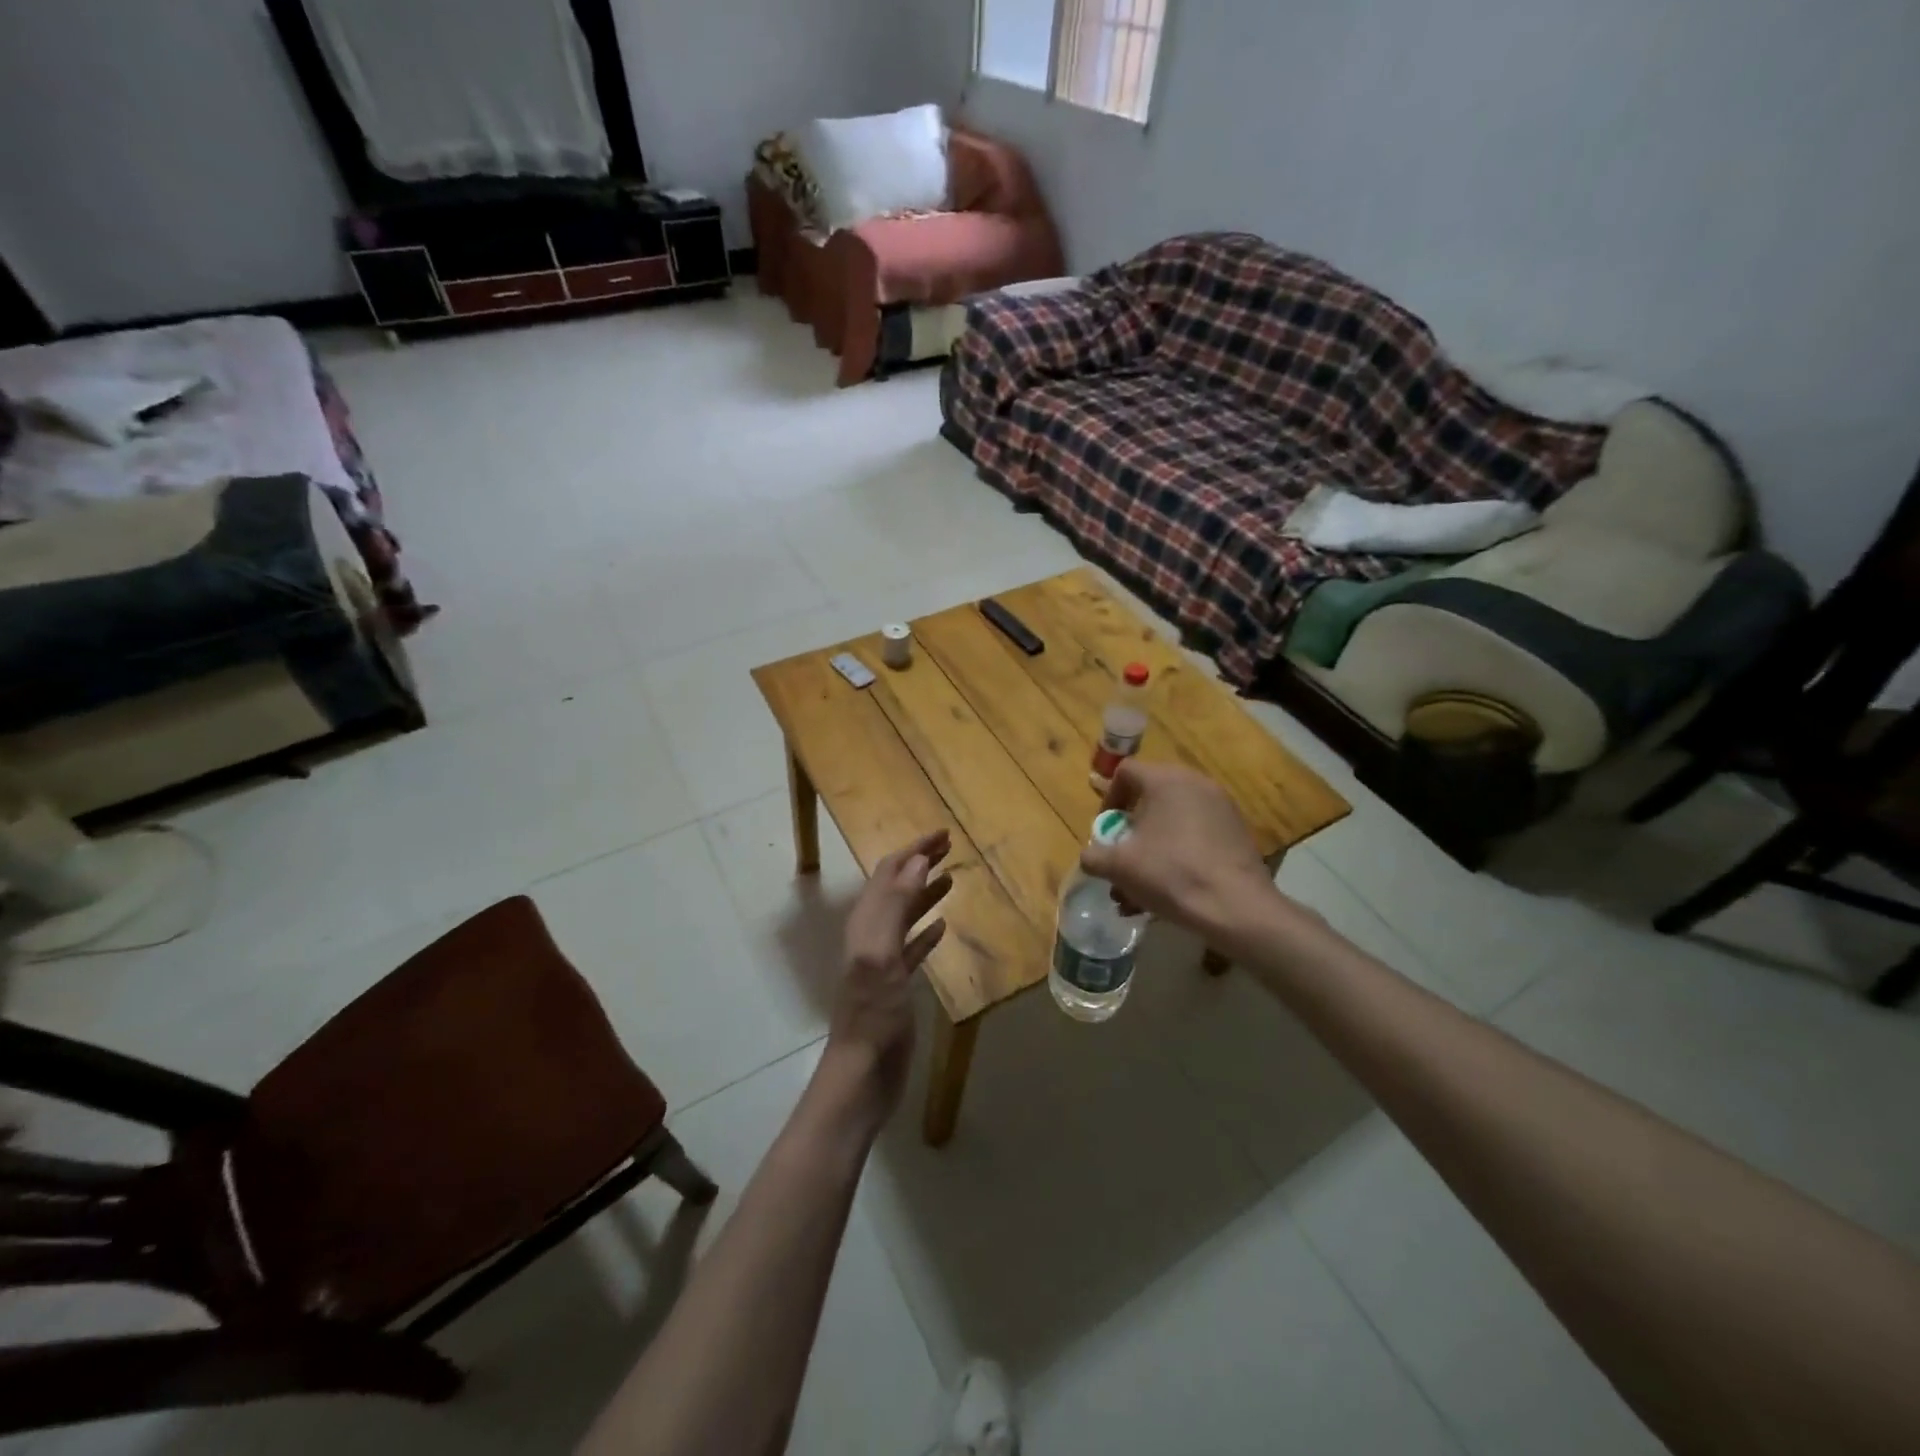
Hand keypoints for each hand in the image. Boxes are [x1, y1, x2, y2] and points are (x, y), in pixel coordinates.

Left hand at [825, 829, 952, 1114]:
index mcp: (865, 924)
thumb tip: (917, 862)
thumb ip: (895, 906)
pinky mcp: (895, 986)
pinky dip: (926, 931)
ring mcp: (882, 962)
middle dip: (920, 864)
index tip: (943, 834)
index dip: (913, 851)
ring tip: (951, 878)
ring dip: (925, 893)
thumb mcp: (881, 954)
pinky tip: (943, 927)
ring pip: (905, 915)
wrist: (862, 1074)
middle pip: (897, 889)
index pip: (889, 874)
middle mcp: (871, 936)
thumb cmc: (872, 1015)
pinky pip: (912, 947)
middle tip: (950, 846)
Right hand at [1081, 761, 1276, 935]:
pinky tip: (1170, 891)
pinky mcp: (1237, 832)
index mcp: (1166, 780)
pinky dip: (1178, 855)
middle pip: (1150, 799)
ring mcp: (1221, 807)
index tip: (1106, 832)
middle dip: (1130, 832)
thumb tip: (1090, 857)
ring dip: (1151, 850)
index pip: (1125, 772)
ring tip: (1141, 890)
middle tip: (1123, 860)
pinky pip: (1196, 835)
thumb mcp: (1119, 867)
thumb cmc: (1171, 874)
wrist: (1237, 907)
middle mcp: (1196, 783)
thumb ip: (1094, 857)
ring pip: (1173, 822)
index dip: (1108, 799)